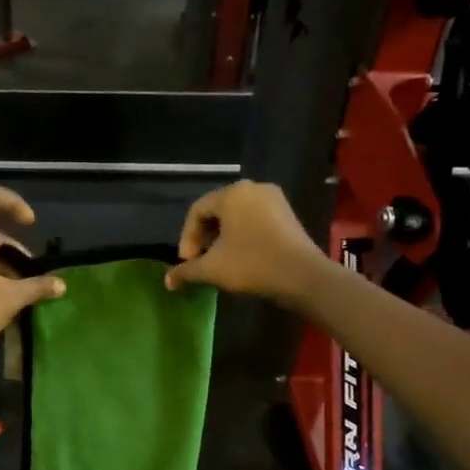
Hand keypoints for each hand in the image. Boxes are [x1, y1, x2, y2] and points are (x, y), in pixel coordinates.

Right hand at [164, 181, 328, 304]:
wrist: (302, 276)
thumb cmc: (252, 264)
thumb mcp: (212, 269)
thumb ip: (186, 271)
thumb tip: (167, 281)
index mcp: (232, 193)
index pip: (197, 211)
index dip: (187, 237)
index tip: (188, 262)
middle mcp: (253, 188)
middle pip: (218, 211)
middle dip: (204, 237)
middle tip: (200, 260)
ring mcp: (274, 199)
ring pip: (237, 215)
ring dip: (223, 237)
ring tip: (219, 260)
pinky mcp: (288, 214)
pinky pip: (255, 219)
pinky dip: (242, 235)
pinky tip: (241, 256)